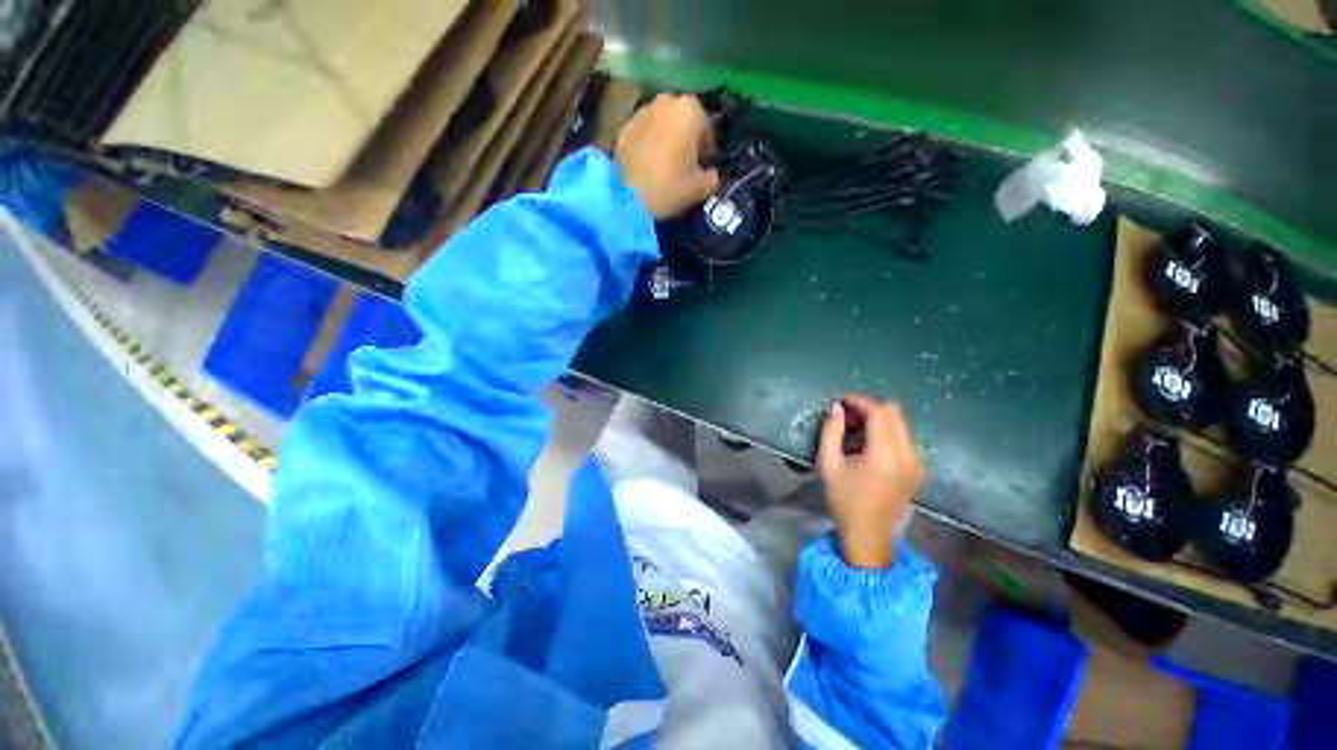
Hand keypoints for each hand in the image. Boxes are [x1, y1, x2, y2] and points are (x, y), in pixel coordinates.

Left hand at [614, 93, 720, 220]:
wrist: (630, 198)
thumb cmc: (671, 187)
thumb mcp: (701, 188)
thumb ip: (713, 177)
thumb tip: (711, 174)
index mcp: (690, 110)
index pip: (706, 128)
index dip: (707, 149)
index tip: (703, 166)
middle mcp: (666, 102)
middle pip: (682, 119)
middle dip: (685, 136)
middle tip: (684, 162)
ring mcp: (641, 112)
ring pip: (661, 123)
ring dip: (665, 137)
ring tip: (664, 162)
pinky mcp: (623, 127)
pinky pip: (643, 132)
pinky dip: (647, 143)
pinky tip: (647, 164)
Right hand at [818, 395, 925, 569]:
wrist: (869, 537)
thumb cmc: (844, 501)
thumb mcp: (829, 465)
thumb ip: (831, 432)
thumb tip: (837, 408)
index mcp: (886, 455)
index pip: (879, 412)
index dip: (860, 401)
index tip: (841, 401)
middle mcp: (908, 455)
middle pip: (894, 413)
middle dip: (869, 408)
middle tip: (847, 415)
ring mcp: (917, 463)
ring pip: (900, 424)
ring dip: (878, 419)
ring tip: (854, 428)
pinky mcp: (918, 469)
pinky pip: (904, 438)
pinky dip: (886, 432)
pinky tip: (868, 444)